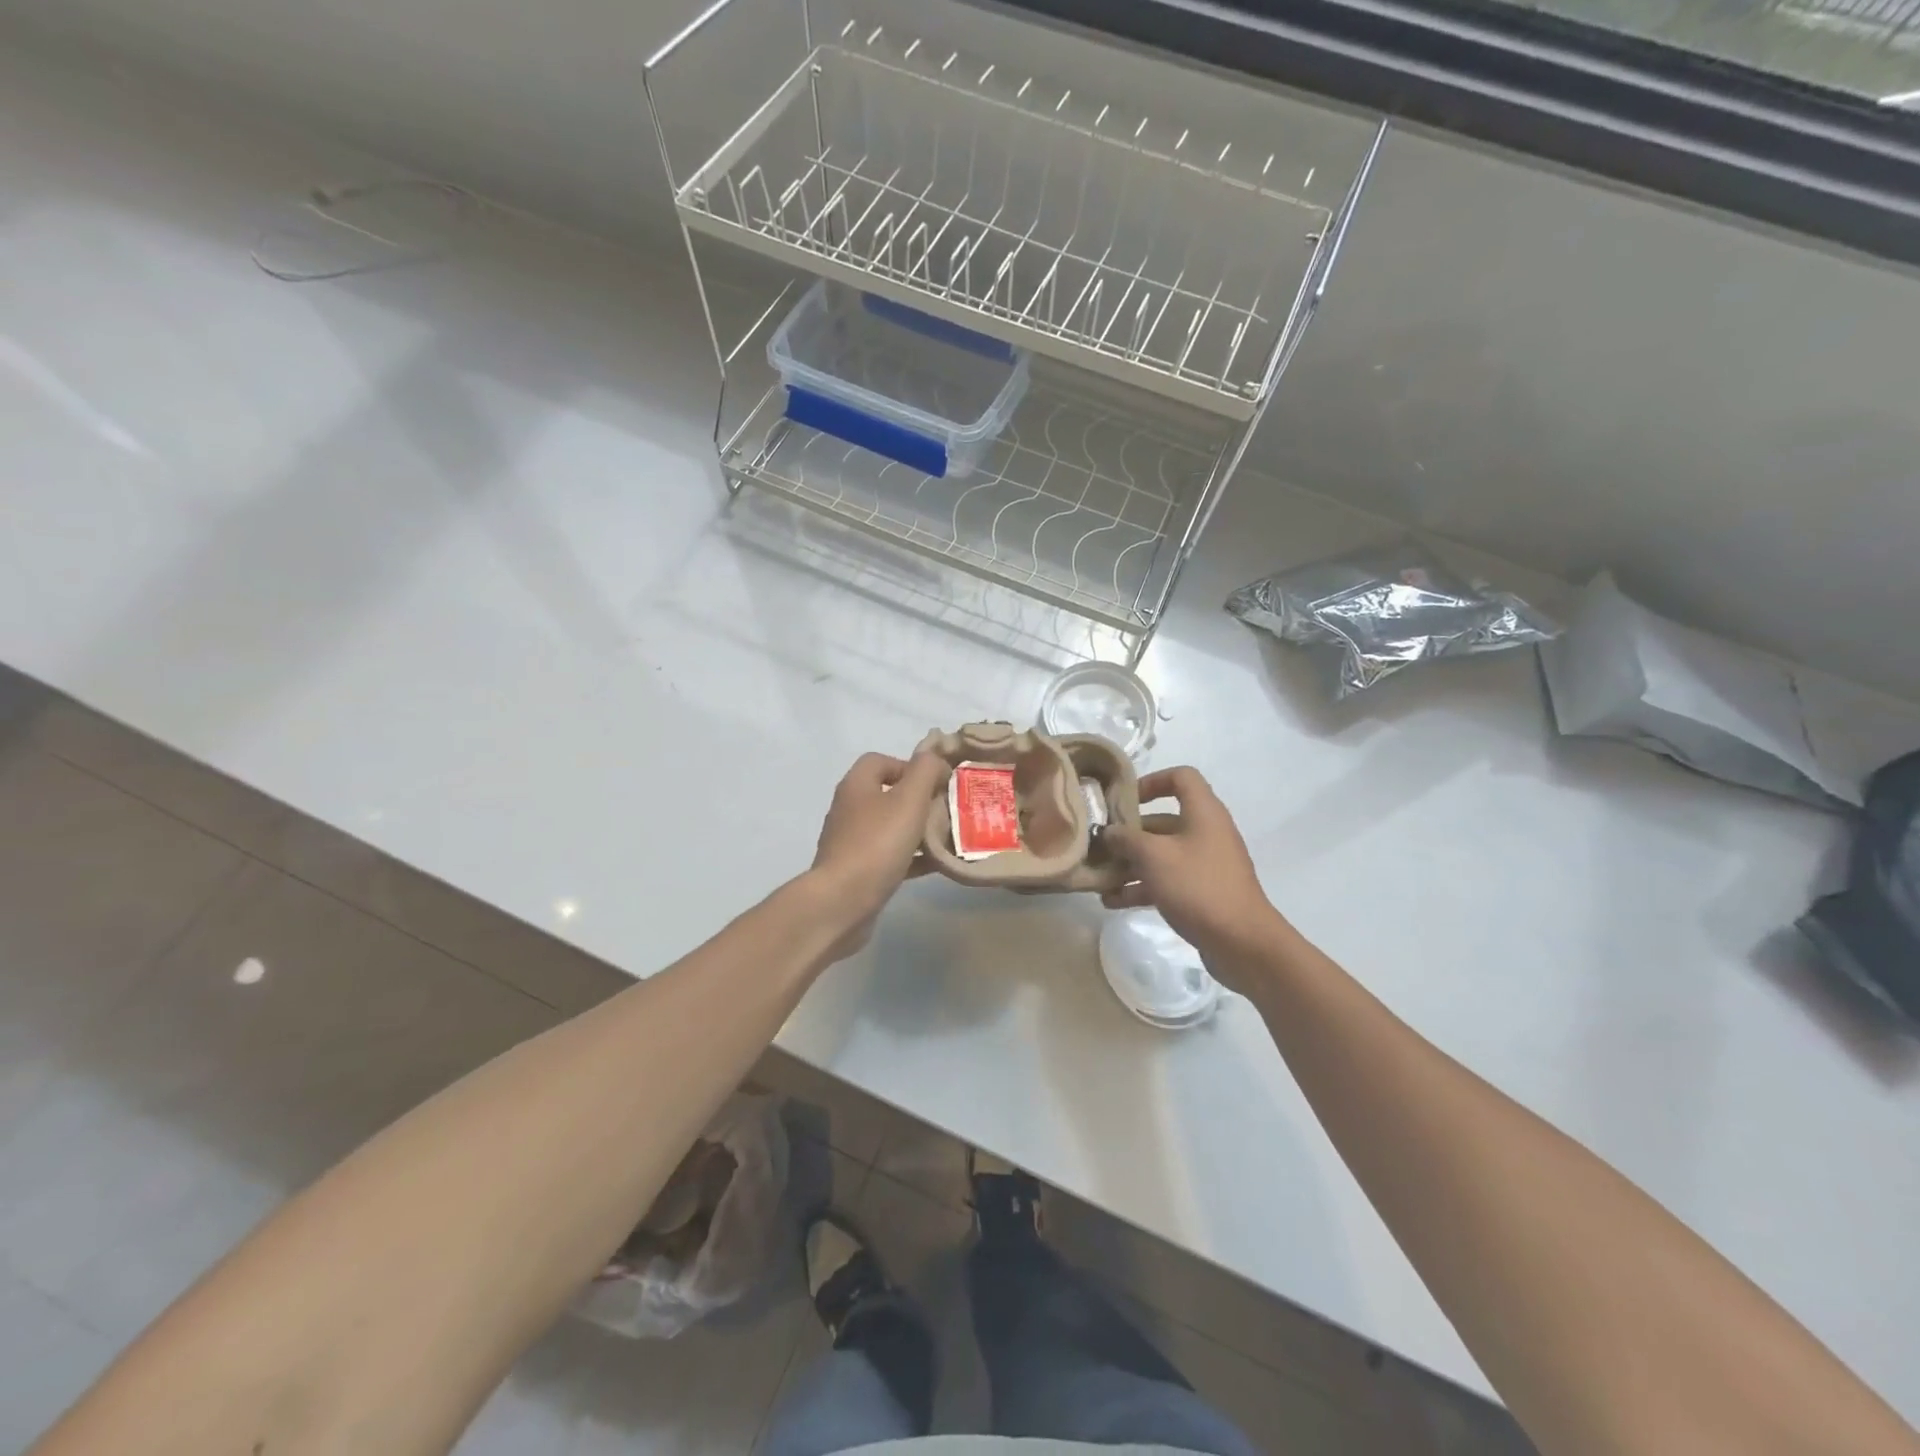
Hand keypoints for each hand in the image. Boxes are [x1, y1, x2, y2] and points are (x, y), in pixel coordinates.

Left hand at [809, 750, 950, 959]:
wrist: (842, 902)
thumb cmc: (877, 844)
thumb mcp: (909, 800)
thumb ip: (925, 772)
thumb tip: (935, 759)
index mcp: (856, 786)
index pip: (880, 760)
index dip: (909, 766)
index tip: (935, 783)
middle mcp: (849, 809)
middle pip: (887, 794)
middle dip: (919, 800)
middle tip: (946, 810)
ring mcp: (850, 842)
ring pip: (889, 827)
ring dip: (917, 830)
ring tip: (946, 838)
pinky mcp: (856, 871)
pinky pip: (888, 856)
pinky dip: (911, 857)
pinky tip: (935, 865)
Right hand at [1102, 767, 1283, 964]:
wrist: (1242, 943)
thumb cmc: (1197, 886)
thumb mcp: (1154, 857)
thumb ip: (1126, 839)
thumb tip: (1109, 832)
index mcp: (1203, 813)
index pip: (1180, 777)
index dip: (1151, 782)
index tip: (1123, 800)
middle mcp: (1206, 833)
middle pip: (1163, 821)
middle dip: (1129, 834)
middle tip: (1099, 845)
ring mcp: (1206, 865)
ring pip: (1161, 855)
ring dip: (1130, 864)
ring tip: (1099, 878)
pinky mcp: (1202, 892)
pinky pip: (1167, 881)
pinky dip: (1142, 887)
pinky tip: (1112, 902)